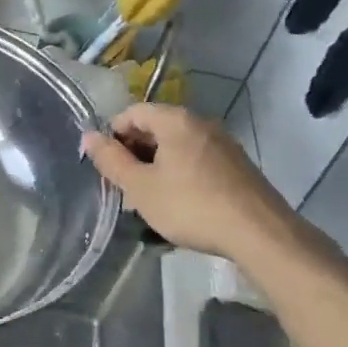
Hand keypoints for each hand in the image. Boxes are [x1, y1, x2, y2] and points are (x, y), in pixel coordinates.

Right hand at [80, 103, 302, 261]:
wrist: (259, 234)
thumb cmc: (191, 206)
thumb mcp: (141, 187)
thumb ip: (111, 160)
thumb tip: (88, 136)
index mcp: (176, 120)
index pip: (133, 112)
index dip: (113, 135)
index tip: (106, 164)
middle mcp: (201, 123)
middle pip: (156, 127)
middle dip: (135, 152)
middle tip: (124, 183)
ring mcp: (223, 143)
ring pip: (177, 146)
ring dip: (156, 165)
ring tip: (148, 197)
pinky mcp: (237, 165)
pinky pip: (197, 159)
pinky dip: (180, 172)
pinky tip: (179, 202)